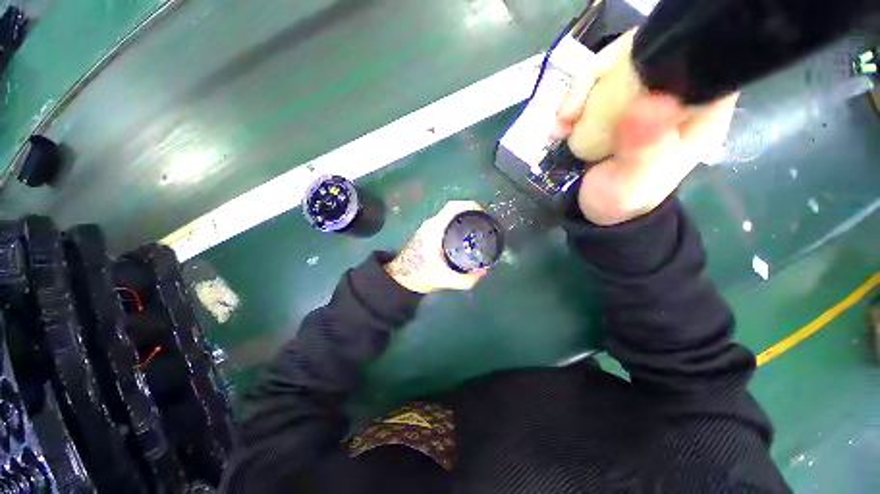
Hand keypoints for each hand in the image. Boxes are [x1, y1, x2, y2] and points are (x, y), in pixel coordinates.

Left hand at [384, 201, 487, 293]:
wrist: (401, 278)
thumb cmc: (420, 275)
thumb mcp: (445, 279)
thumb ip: (466, 280)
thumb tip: (483, 272)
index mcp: (434, 229)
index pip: (453, 207)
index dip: (470, 205)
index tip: (483, 212)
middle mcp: (431, 224)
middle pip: (453, 209)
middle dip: (470, 211)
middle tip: (484, 221)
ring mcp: (428, 227)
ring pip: (448, 215)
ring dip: (463, 216)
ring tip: (477, 226)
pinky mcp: (427, 233)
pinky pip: (445, 221)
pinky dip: (456, 222)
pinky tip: (464, 234)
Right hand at [552, 31, 737, 224]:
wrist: (603, 214)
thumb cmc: (626, 200)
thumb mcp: (636, 181)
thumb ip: (644, 148)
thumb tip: (648, 103)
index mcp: (697, 108)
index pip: (690, 54)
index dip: (655, 49)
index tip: (615, 75)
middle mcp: (671, 94)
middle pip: (640, 54)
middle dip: (599, 76)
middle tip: (569, 112)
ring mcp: (638, 99)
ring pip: (609, 70)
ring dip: (577, 95)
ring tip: (559, 126)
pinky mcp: (612, 109)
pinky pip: (590, 92)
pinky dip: (570, 107)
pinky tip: (558, 129)